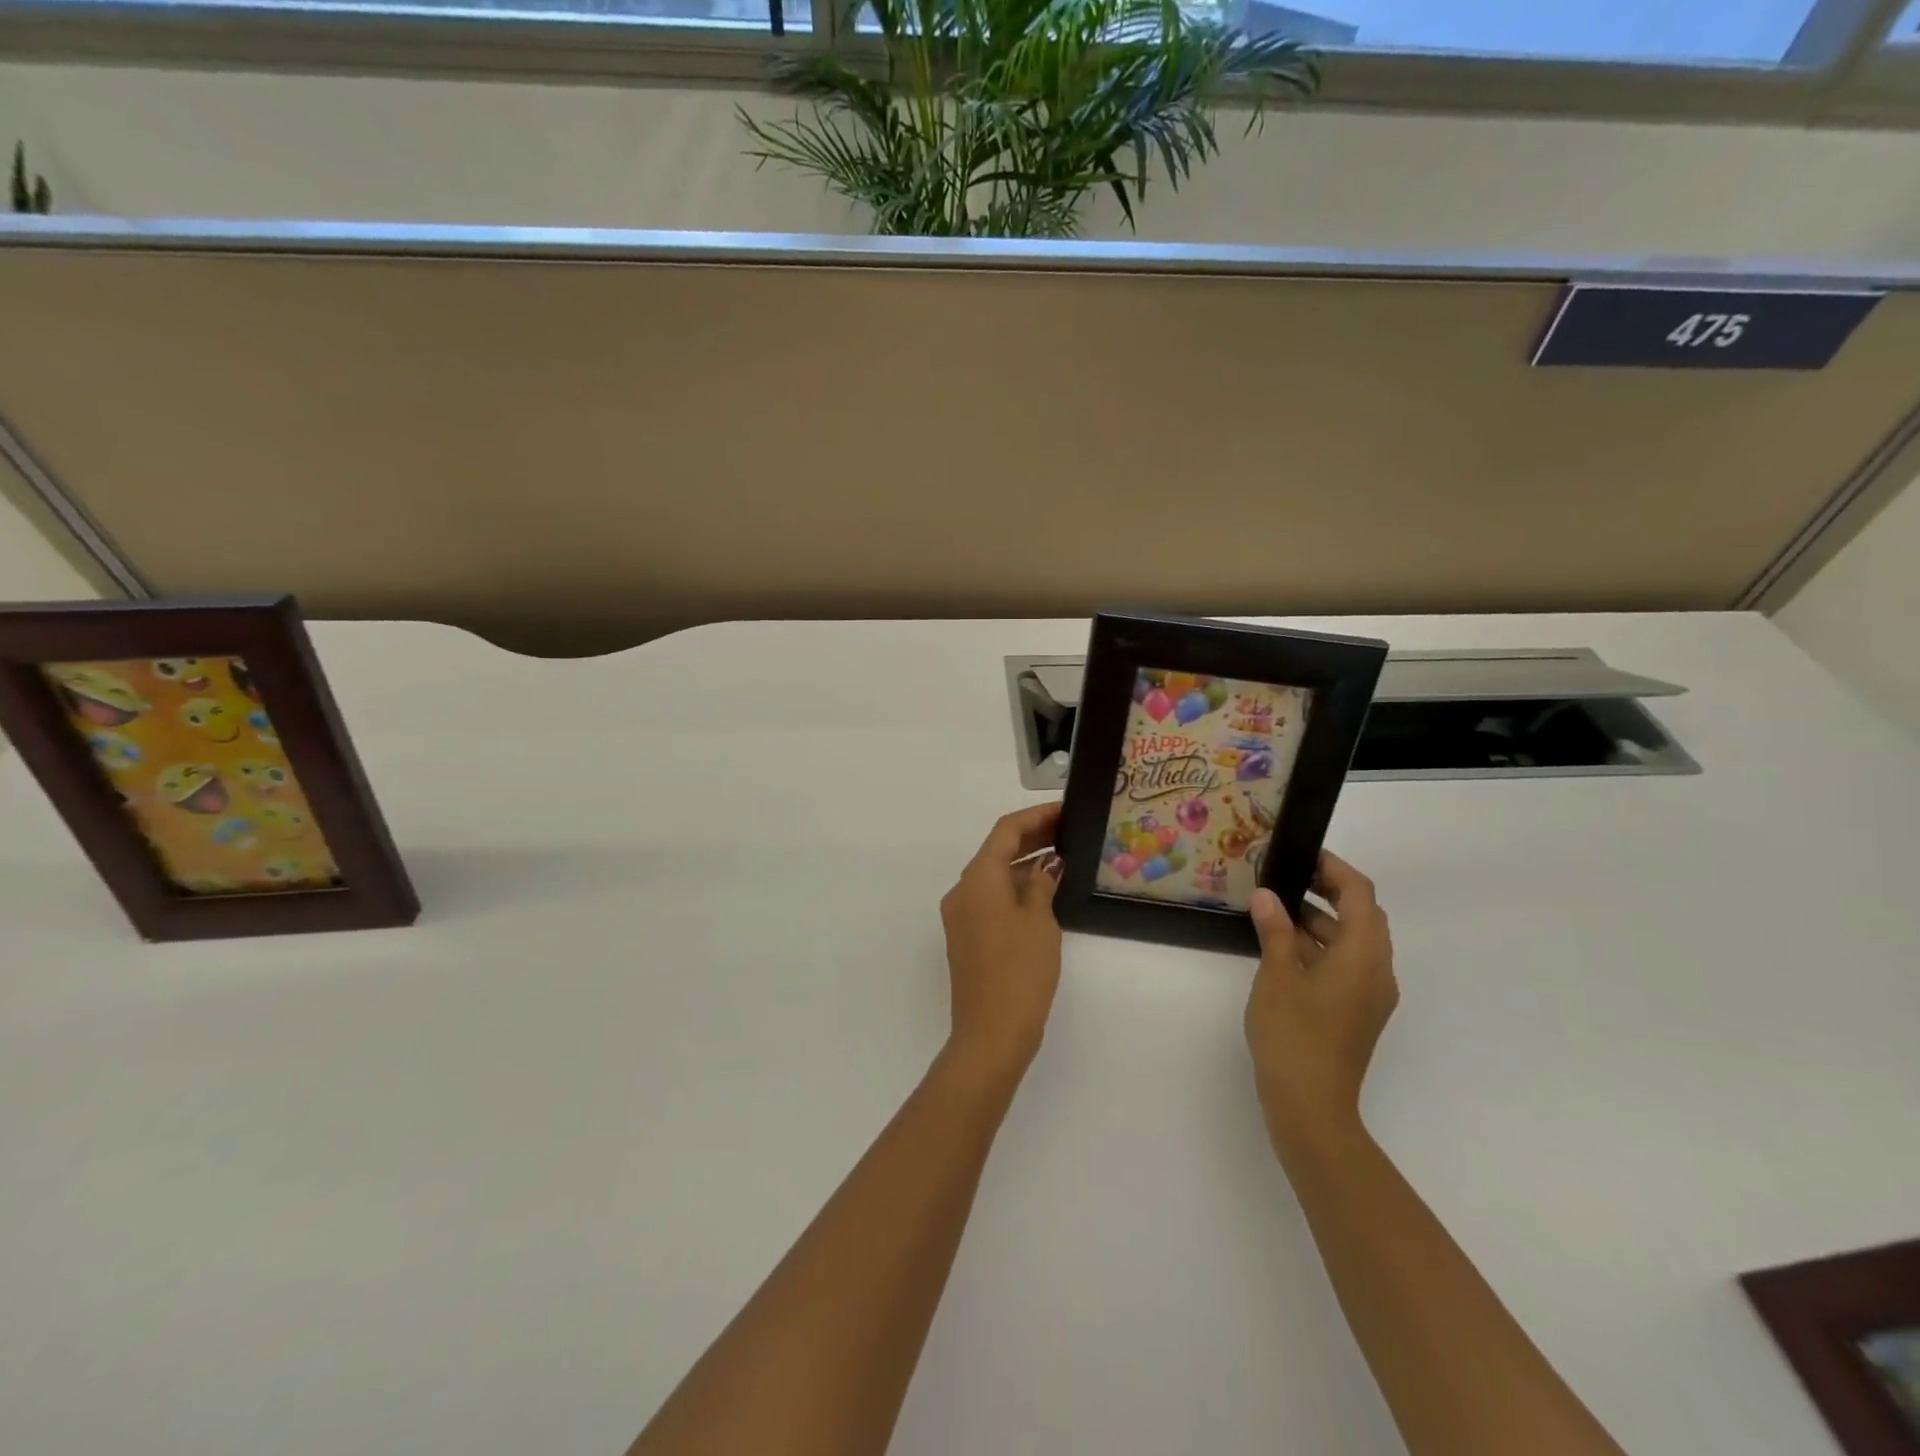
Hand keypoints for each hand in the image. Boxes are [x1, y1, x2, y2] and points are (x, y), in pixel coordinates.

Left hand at [938, 803, 1063, 1085]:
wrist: (991, 1033)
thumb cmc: (1019, 970)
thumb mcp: (1039, 921)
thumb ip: (1042, 884)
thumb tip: (1047, 867)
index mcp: (977, 878)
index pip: (1005, 831)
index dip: (1036, 816)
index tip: (1064, 810)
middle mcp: (963, 890)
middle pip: (997, 851)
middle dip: (1032, 837)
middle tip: (1068, 830)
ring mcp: (962, 916)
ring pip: (995, 876)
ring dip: (1026, 864)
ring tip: (1064, 856)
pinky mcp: (968, 937)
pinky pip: (992, 898)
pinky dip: (1017, 888)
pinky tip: (1046, 890)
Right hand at [1244, 850, 1398, 1154]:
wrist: (1310, 1104)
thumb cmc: (1294, 1033)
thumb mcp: (1277, 974)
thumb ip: (1275, 930)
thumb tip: (1266, 896)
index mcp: (1364, 954)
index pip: (1360, 894)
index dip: (1334, 868)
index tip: (1302, 854)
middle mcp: (1378, 970)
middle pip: (1363, 916)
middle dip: (1328, 891)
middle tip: (1287, 876)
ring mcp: (1371, 994)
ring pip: (1354, 941)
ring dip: (1321, 920)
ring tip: (1276, 908)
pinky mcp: (1358, 1012)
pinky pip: (1347, 964)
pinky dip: (1321, 947)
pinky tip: (1284, 947)